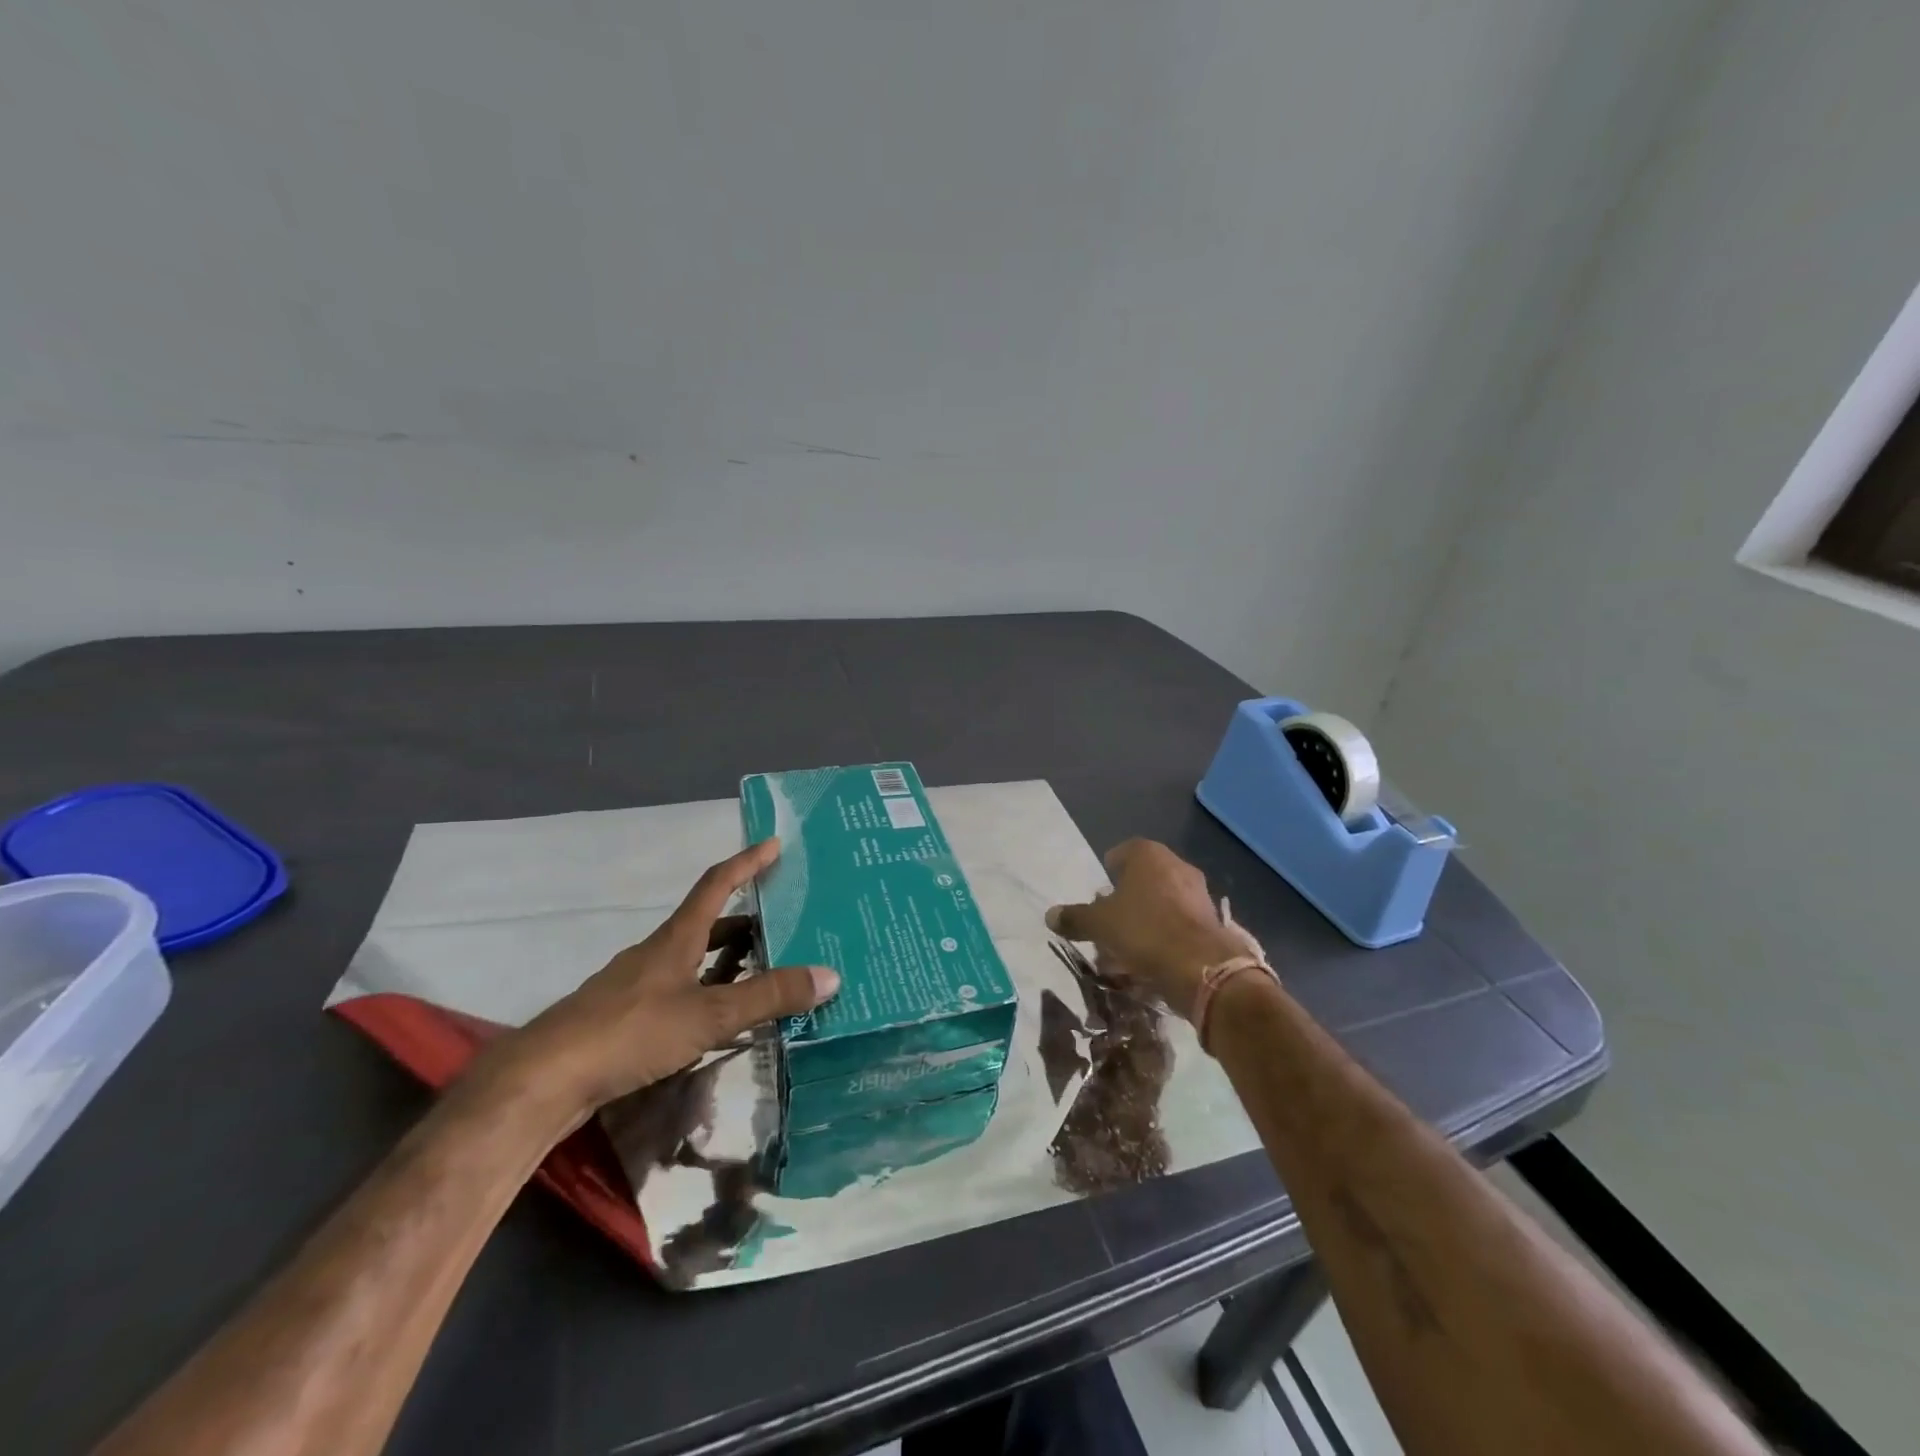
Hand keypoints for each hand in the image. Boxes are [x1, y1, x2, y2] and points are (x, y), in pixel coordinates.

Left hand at [477, 839, 838, 1121]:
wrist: (543, 1080)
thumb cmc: (630, 1032)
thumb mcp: (709, 1015)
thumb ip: (768, 997)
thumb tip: (830, 975)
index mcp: (676, 938)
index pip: (716, 884)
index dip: (746, 862)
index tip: (773, 843)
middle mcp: (656, 953)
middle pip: (706, 922)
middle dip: (746, 917)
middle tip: (784, 920)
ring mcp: (636, 985)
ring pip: (692, 958)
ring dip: (727, 957)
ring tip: (763, 967)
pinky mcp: (625, 1017)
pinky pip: (679, 989)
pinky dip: (707, 990)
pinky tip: (718, 1017)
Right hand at [1046, 839, 1256, 1020]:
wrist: (1199, 965)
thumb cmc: (1142, 930)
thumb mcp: (1099, 924)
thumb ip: (1075, 917)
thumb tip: (1050, 916)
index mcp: (1147, 854)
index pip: (1121, 852)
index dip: (1107, 873)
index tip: (1098, 897)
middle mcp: (1175, 864)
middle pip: (1143, 877)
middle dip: (1126, 898)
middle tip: (1110, 922)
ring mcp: (1197, 891)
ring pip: (1162, 900)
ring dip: (1146, 917)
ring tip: (1129, 945)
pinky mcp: (1211, 918)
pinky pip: (1179, 921)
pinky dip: (1165, 934)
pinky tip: (1153, 957)